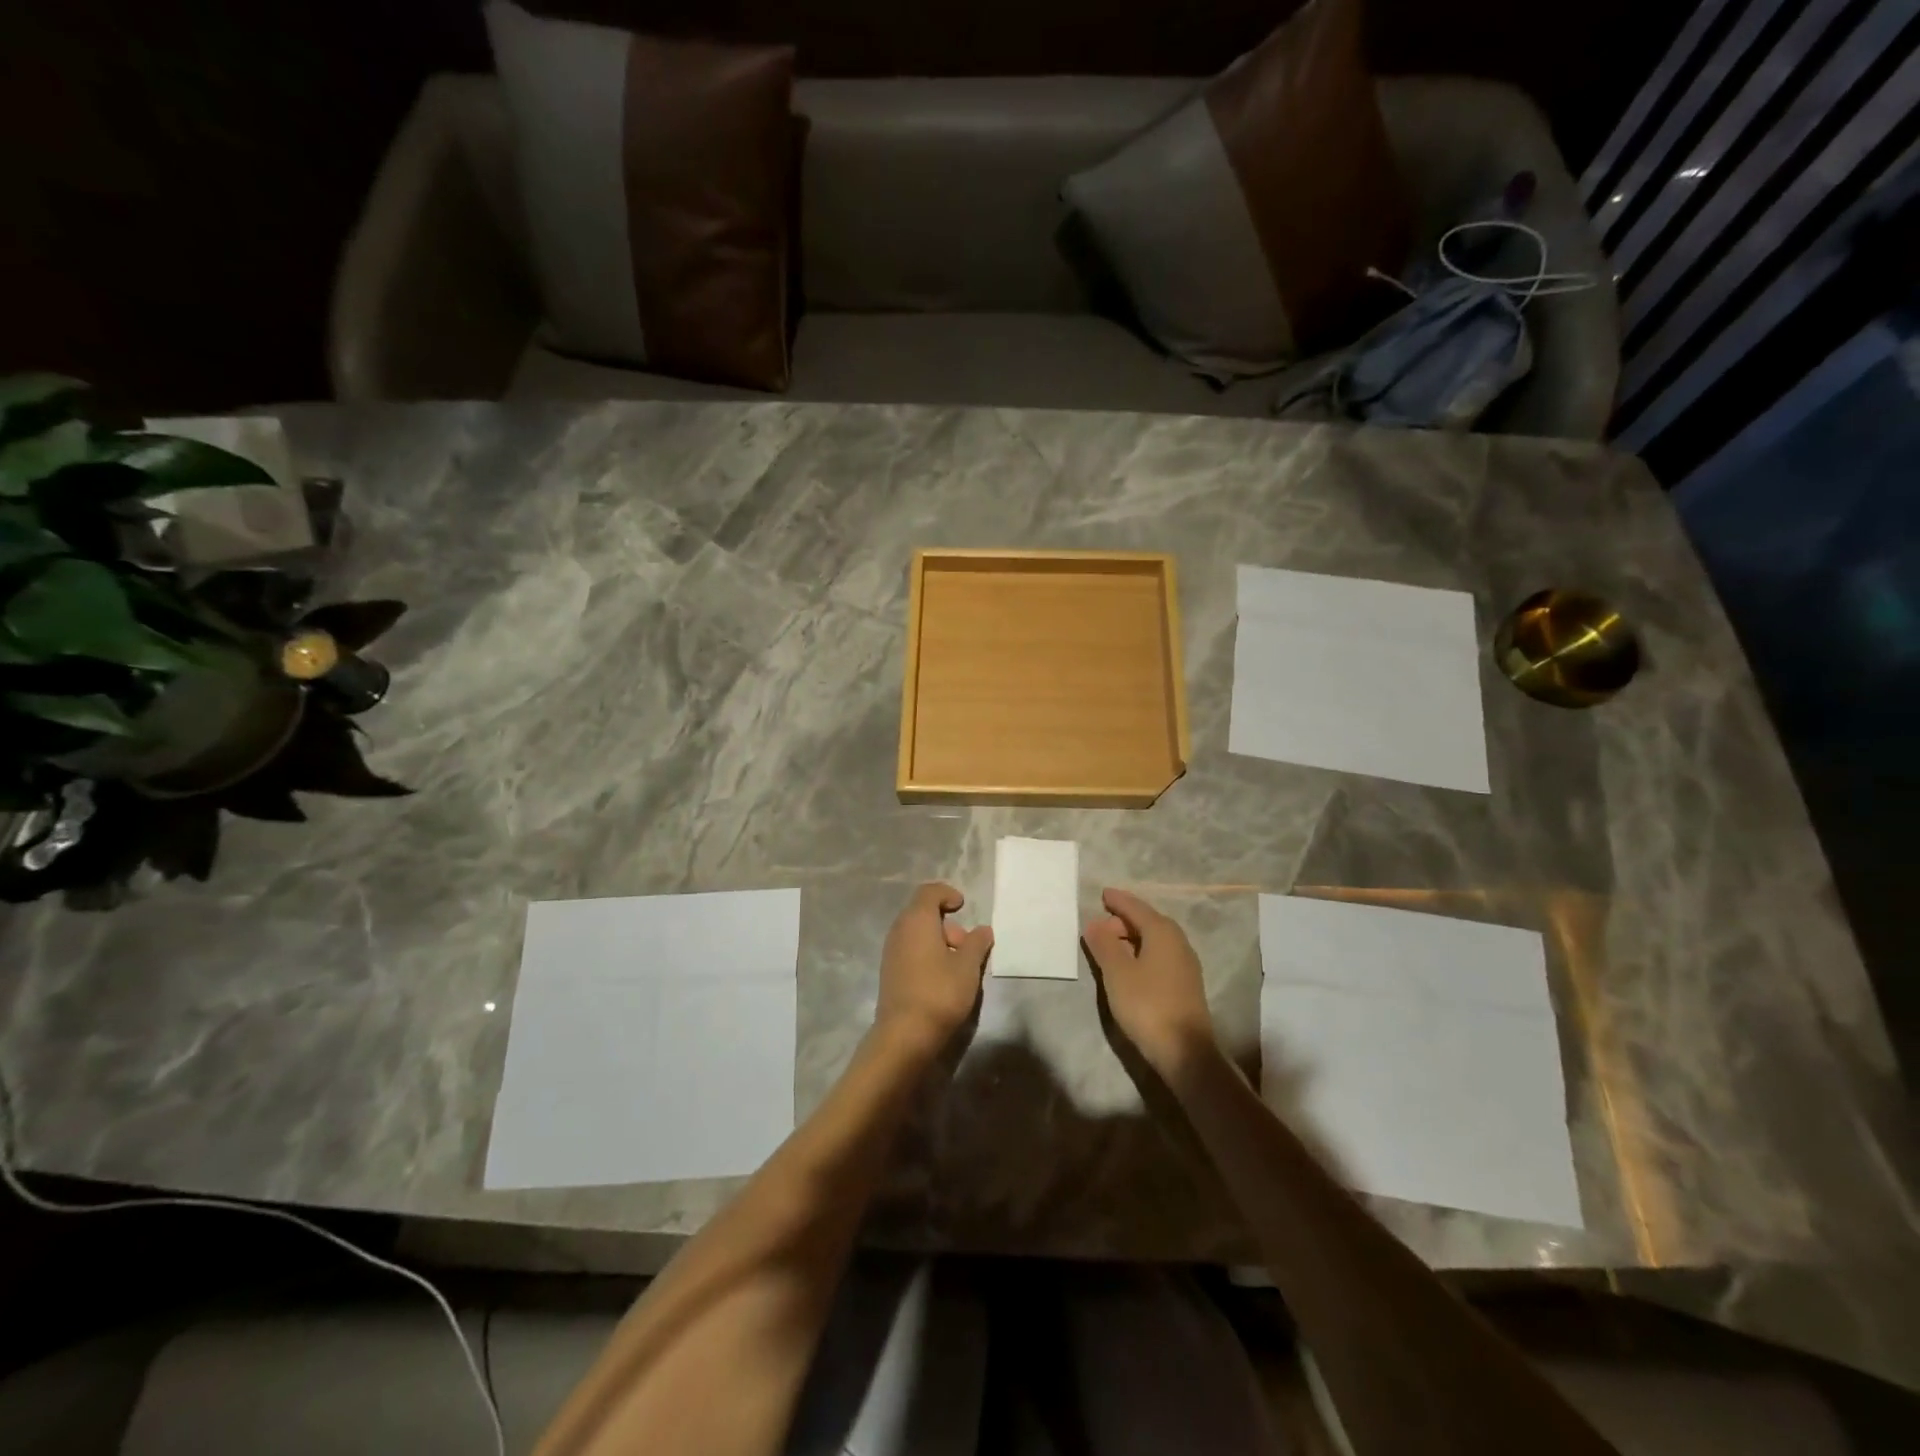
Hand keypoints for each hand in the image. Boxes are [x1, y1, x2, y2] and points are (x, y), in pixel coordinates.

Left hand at [874, 882, 992, 1057]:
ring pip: (917, 934)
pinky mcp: (890, 971)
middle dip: (948, 924)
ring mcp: (891, 951)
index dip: (947, 894)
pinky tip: (943, 978)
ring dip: (939, 941)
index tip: (963, 906)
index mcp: (916, 920)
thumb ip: (977, 943)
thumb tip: (983, 930)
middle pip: (923, 913)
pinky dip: (928, 954)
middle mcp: (899, 930)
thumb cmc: (940, 992)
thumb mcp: (968, 967)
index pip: (929, 892)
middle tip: (967, 946)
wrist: (905, 1034)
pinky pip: (911, 950)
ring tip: (960, 966)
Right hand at [1082, 888, 1216, 1078]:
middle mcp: (1178, 941)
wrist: (1185, 1051)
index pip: (1136, 907)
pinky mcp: (1185, 983)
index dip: (1118, 900)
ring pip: (1154, 939)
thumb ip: (1104, 944)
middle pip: (1147, 921)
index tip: (1103, 893)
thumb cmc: (1147, 1004)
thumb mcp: (1117, 972)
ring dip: (1132, 938)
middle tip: (1099, 926)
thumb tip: (1094, 922)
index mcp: (1162, 932)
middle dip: (1123, 920)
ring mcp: (1185, 963)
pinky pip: (1159, 955)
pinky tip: (1129, 966)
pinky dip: (1141, 952)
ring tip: (1110, 946)